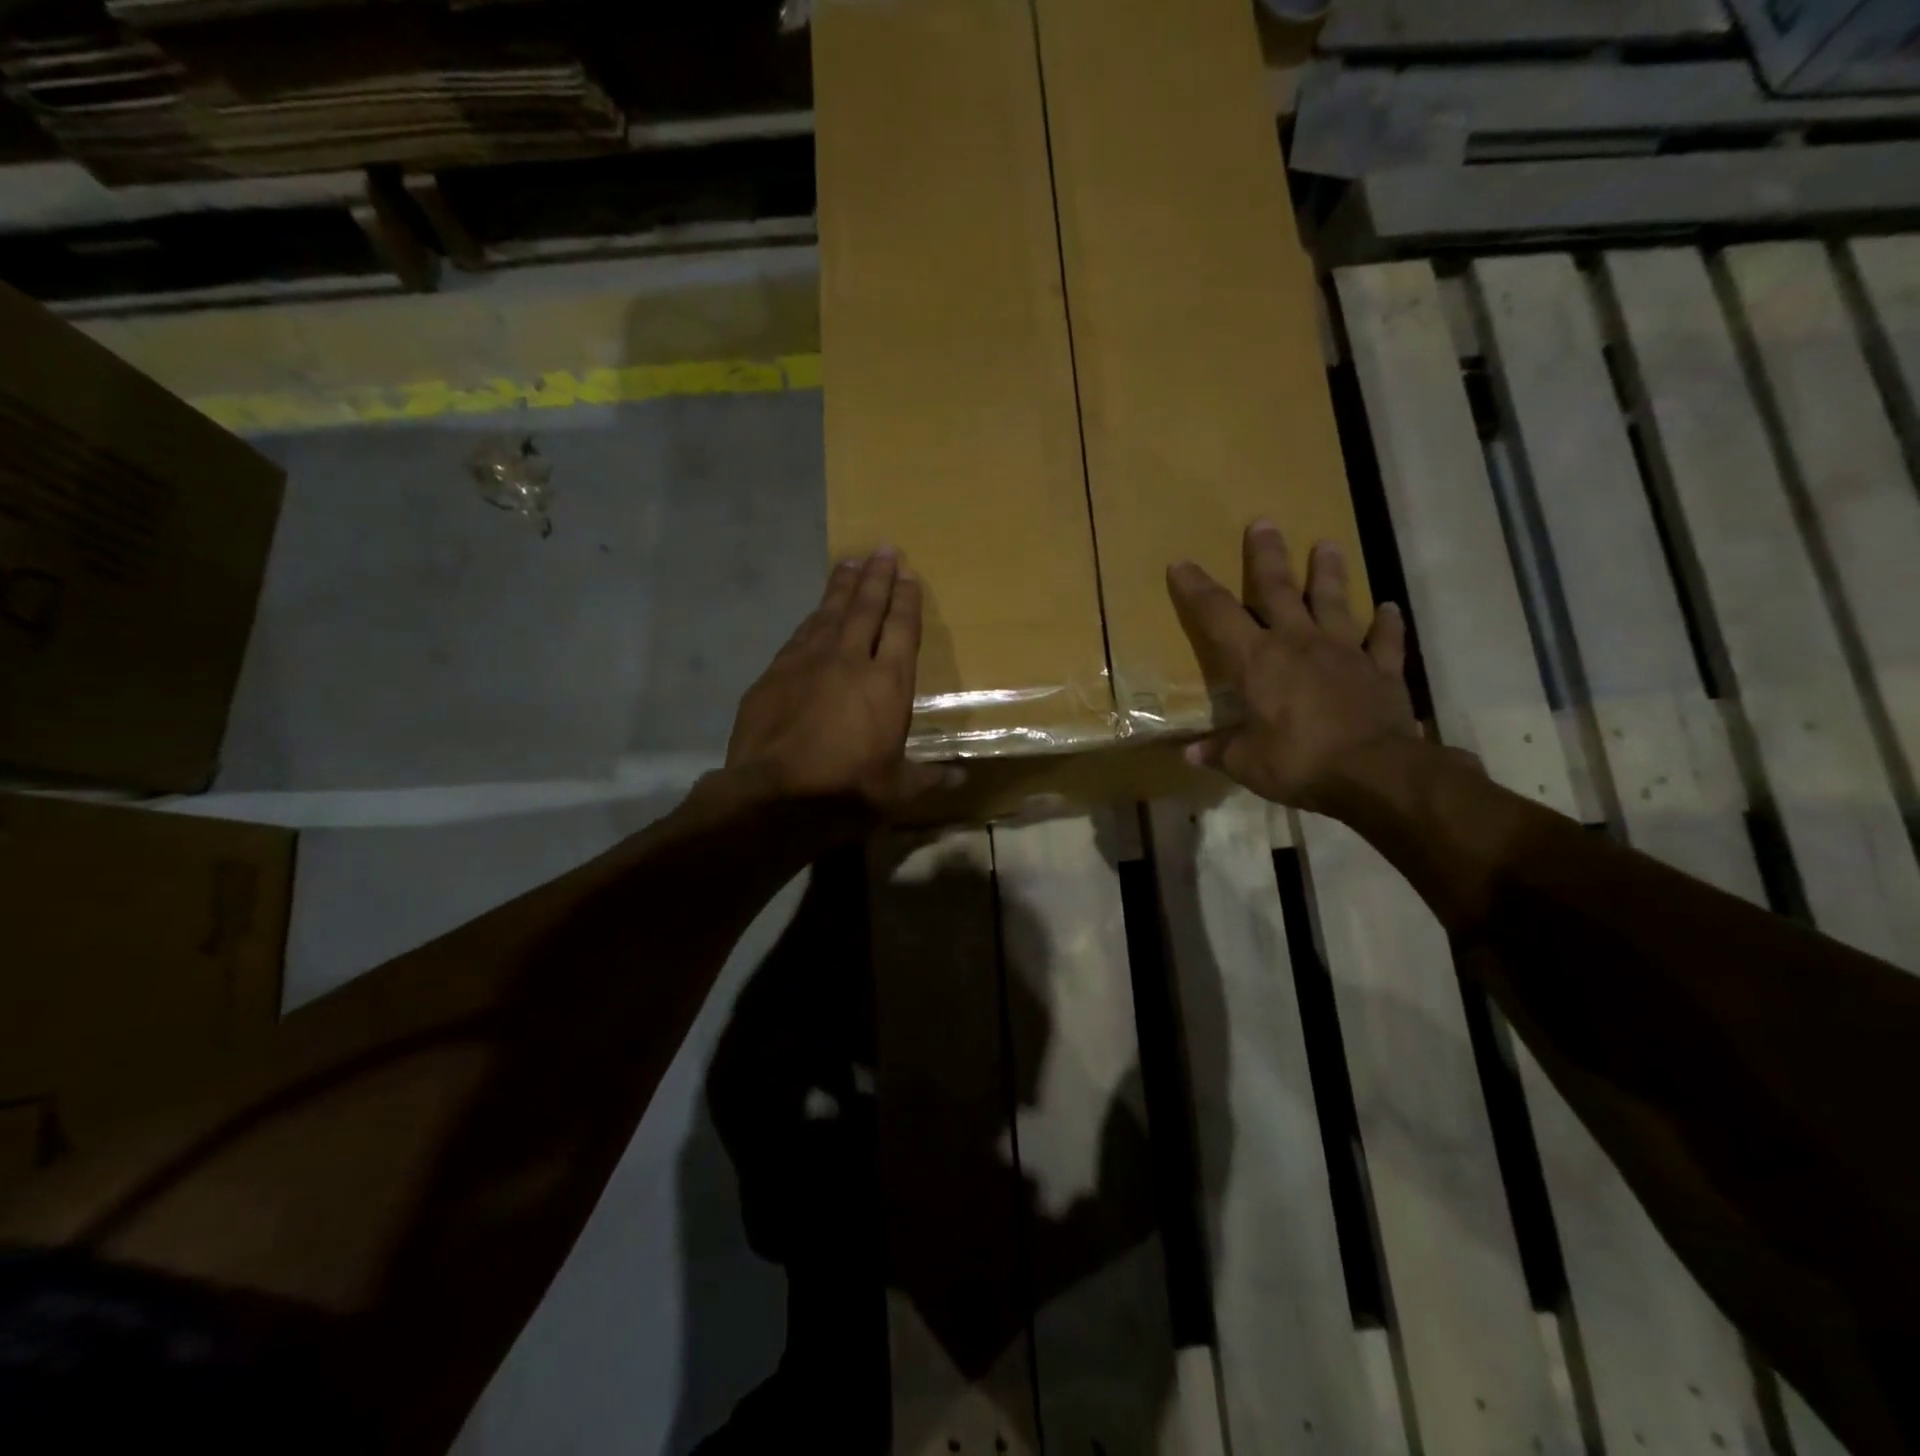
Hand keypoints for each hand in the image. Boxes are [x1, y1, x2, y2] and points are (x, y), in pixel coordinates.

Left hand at [725, 547, 949, 815]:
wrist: (775, 797)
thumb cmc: (848, 791)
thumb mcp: (897, 790)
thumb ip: (929, 777)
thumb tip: (961, 776)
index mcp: (887, 684)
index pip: (902, 629)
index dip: (906, 599)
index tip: (908, 573)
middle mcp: (849, 661)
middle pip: (865, 609)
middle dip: (876, 578)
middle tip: (882, 549)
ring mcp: (806, 663)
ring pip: (828, 614)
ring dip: (841, 587)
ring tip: (850, 564)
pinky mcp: (773, 675)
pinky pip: (799, 637)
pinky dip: (811, 620)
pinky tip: (813, 614)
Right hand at [1167, 520, 1417, 810]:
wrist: (1375, 773)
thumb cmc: (1299, 762)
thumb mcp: (1247, 763)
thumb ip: (1220, 752)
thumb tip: (1190, 755)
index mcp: (1257, 661)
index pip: (1218, 615)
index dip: (1197, 588)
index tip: (1181, 564)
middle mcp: (1299, 643)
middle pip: (1278, 590)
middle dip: (1266, 556)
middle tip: (1264, 523)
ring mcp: (1345, 652)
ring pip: (1334, 602)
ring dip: (1328, 573)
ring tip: (1327, 544)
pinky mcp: (1383, 670)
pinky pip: (1386, 640)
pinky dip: (1388, 624)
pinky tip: (1389, 607)